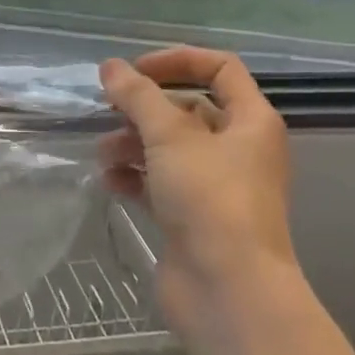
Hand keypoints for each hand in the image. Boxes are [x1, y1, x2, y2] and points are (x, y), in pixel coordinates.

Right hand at [98, 47, 296, 338]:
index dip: (178, 60)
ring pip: (170, 148)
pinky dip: (135, 177)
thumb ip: (136, 95)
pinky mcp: (194, 219)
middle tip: (108, 111)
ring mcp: (216, 187)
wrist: (229, 294)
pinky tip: (111, 181)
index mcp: (251, 121)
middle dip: (145, 109)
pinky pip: (160, 184)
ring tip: (104, 153)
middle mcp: (239, 150)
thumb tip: (110, 67)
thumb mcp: (169, 136)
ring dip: (133, 143)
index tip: (137, 70)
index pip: (220, 69)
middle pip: (188, 110)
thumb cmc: (210, 199)